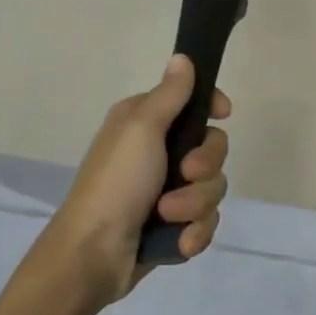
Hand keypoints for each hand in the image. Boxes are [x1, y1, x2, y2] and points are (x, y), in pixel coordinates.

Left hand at [37, 55, 230, 306]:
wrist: (92, 256)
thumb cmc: (116, 184)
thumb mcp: (141, 129)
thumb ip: (169, 95)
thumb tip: (183, 57)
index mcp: (146, 125)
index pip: (194, 103)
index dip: (212, 107)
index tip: (223, 114)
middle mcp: (158, 154)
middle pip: (214, 148)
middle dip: (205, 166)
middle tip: (184, 174)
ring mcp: (168, 191)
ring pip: (213, 187)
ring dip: (195, 204)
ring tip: (169, 216)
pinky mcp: (174, 225)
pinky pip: (206, 221)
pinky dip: (194, 232)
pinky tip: (176, 241)